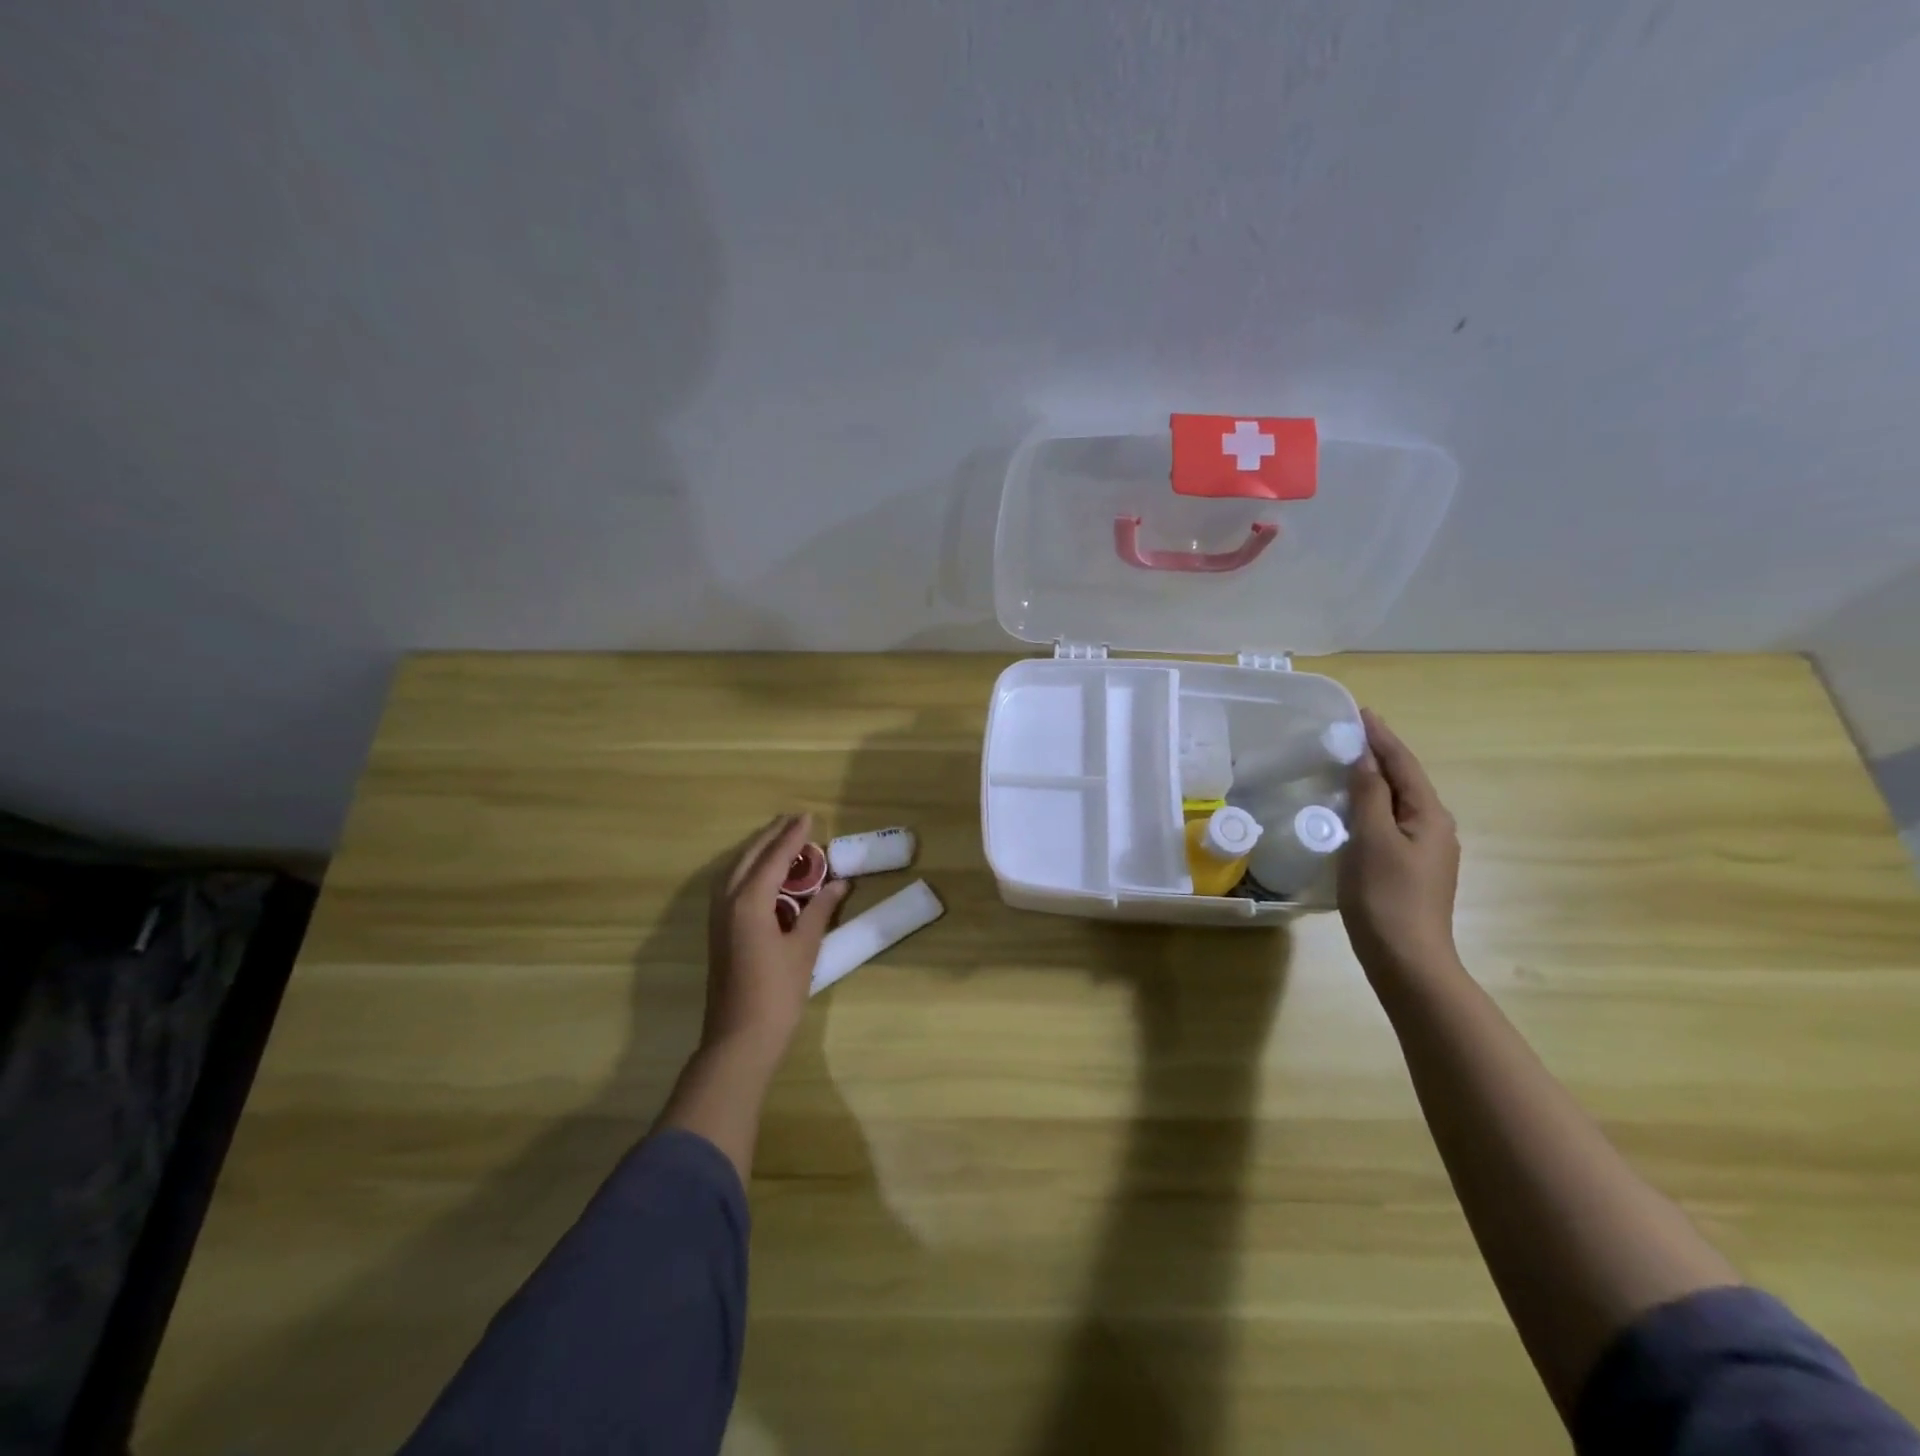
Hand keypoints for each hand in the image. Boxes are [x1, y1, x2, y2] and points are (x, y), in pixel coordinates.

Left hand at [703, 813, 849, 1067]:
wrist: (740, 1039)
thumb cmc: (777, 993)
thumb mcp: (805, 948)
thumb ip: (819, 911)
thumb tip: (839, 883)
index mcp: (750, 901)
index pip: (774, 857)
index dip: (793, 836)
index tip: (809, 816)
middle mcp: (728, 901)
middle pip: (750, 857)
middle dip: (772, 836)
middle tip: (795, 820)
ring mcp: (718, 917)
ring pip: (735, 869)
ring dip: (757, 850)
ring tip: (780, 839)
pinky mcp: (718, 931)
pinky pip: (730, 884)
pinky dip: (748, 869)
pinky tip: (762, 873)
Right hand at [1338, 709, 1460, 979]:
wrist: (1407, 959)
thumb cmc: (1386, 896)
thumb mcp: (1372, 839)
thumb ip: (1369, 795)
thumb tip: (1365, 759)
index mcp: (1430, 816)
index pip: (1404, 764)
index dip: (1381, 737)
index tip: (1361, 712)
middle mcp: (1435, 828)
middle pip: (1406, 781)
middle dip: (1381, 755)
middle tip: (1350, 734)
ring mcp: (1426, 851)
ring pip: (1399, 803)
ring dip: (1376, 780)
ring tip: (1348, 765)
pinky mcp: (1412, 869)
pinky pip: (1392, 823)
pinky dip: (1373, 806)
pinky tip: (1354, 810)